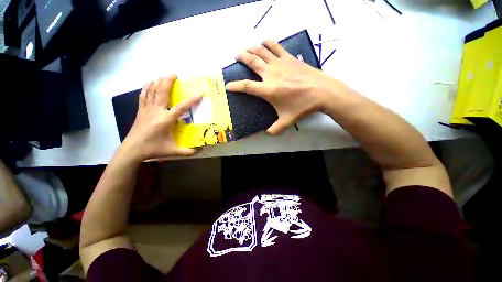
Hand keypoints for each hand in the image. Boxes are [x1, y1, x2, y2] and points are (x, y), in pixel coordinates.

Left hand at [122, 75, 201, 160]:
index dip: (191, 100)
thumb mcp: (173, 151)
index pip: (181, 107)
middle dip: (168, 81)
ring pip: (152, 91)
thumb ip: (188, 151)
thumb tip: (200, 150)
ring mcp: (146, 109)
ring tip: (164, 76)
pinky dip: (147, 87)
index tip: (199, 93)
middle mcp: (156, 111)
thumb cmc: (153, 149)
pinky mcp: (140, 110)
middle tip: (175, 74)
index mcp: (166, 120)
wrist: (132, 149)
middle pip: (162, 92)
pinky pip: (143, 95)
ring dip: (158, 82)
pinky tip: (149, 83)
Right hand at [225, 40, 349, 134]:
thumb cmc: (302, 107)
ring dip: (252, 48)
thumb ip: (275, 129)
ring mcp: (280, 63)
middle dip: (241, 57)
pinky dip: (268, 43)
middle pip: (251, 61)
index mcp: (268, 90)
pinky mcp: (289, 58)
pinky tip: (264, 43)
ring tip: (247, 49)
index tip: (228, 86)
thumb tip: (268, 134)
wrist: (322, 92)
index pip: (246, 86)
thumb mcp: (287, 121)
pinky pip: (276, 46)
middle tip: (236, 56)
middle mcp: (271, 74)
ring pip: (261, 50)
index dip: (235, 86)